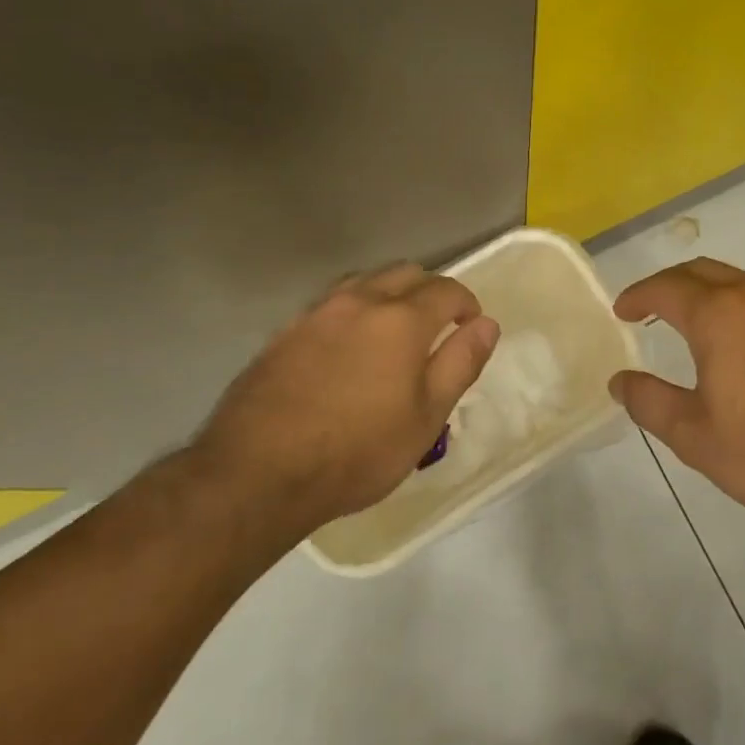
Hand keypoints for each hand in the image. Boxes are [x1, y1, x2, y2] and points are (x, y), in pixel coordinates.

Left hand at [195, 263, 499, 531]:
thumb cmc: (357, 451)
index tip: (470, 327)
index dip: (467, 304)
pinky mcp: (285, 331)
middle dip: (430, 291)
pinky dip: (353, 309)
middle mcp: (360, 301)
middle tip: (436, 327)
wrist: (257, 471)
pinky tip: (347, 346)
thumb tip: (487, 324)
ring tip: (392, 331)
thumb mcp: (426, 417)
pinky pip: (331, 302)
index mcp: (402, 319)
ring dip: (389, 293)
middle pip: (405, 272)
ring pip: (365, 280)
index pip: (447, 290)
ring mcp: (317, 312)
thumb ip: (460, 363)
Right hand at [610, 259, 744, 542]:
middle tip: (649, 307)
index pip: (665, 287)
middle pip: (701, 271)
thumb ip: (649, 402)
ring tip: (688, 320)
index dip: (638, 295)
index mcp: (718, 314)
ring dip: (704, 290)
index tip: (621, 310)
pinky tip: (737, 341)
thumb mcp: (694, 435)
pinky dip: (734, 304)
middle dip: (669, 284)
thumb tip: (620, 380)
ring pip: (736, 281)